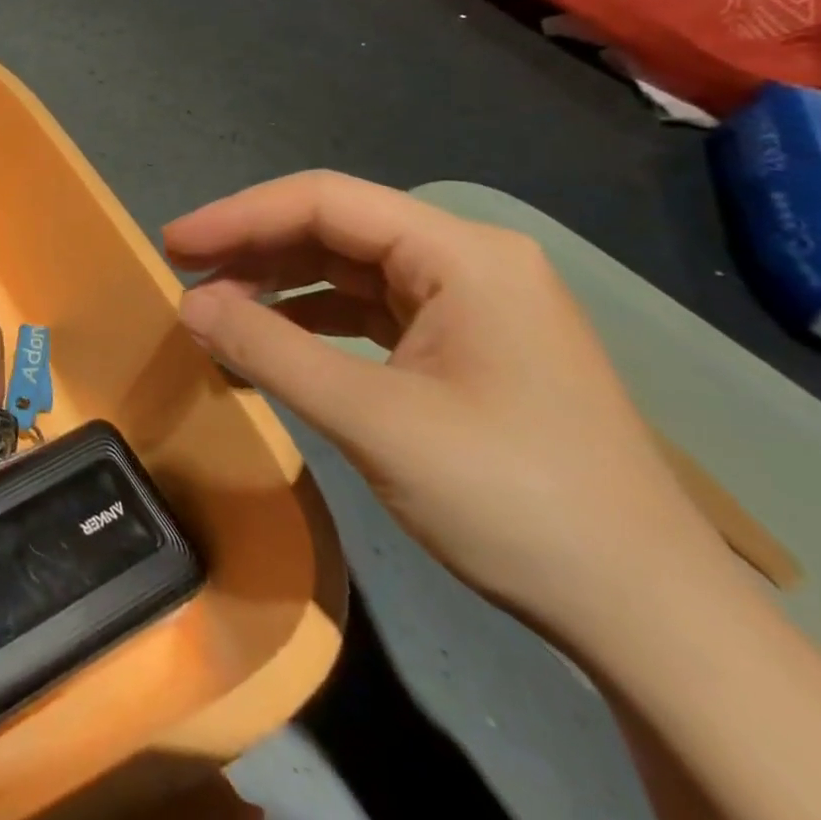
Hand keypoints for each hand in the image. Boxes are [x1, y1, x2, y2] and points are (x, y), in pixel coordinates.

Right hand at [164, 171, 724, 637]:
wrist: (648, 618)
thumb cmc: (512, 500)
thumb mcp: (372, 420)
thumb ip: (269, 350)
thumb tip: (188, 304)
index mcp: (462, 254)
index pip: (325, 201)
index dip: (238, 215)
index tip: (172, 242)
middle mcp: (469, 261)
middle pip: (335, 227)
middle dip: (254, 246)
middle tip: (181, 269)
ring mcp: (471, 304)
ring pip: (348, 267)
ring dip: (278, 281)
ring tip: (214, 304)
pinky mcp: (466, 346)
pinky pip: (368, 309)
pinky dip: (311, 317)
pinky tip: (272, 337)